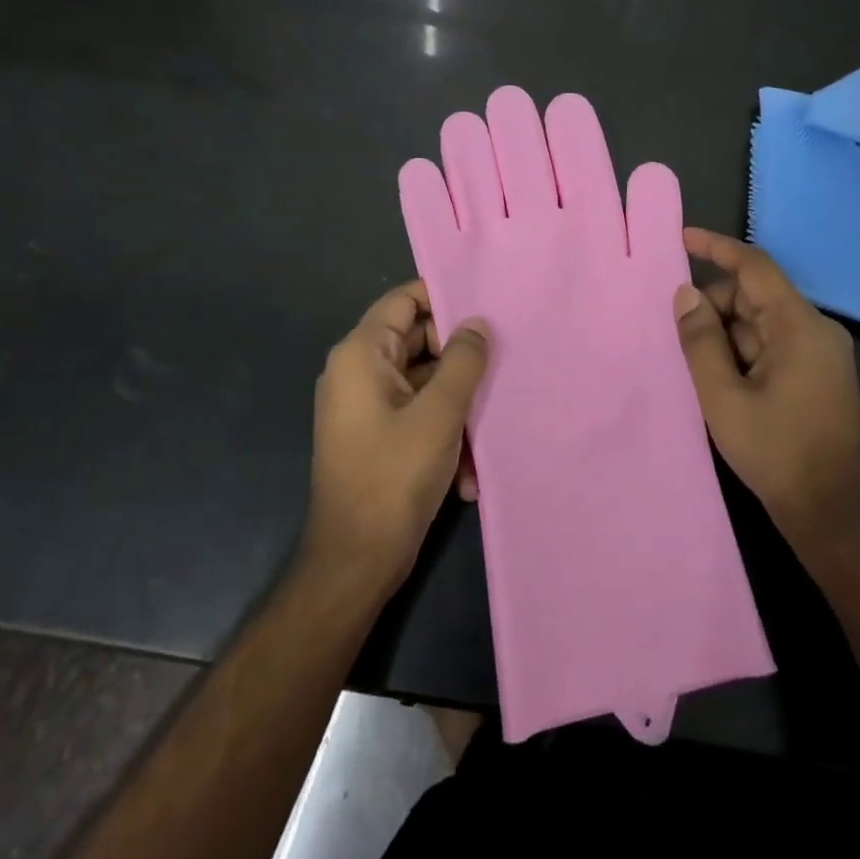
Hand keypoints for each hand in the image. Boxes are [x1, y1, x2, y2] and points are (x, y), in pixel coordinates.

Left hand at [307, 282, 489, 590]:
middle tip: (503, 364)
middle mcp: (358, 372)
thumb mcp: (439, 414)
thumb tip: (477, 323)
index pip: (403, 300)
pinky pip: (417, 414)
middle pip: (416, 341)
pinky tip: (467, 470)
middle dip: (460, 358)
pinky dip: (444, 432)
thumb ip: (463, 361)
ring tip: (489, 427)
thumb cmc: (394, 477)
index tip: (487, 306)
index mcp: (362, 355)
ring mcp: (367, 406)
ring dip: (457, 405)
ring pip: (424, 382)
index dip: (444, 297)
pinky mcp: (377, 436)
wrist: (356, 561)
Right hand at [674, 228, 859, 562]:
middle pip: (756, 296)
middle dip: (715, 307)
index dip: (717, 248)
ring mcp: (822, 353)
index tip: (682, 238)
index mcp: (800, 326)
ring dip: (727, 334)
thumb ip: (700, 340)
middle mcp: (817, 330)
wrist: (830, 511)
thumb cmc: (775, 451)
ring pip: (763, 322)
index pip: (755, 267)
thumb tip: (686, 294)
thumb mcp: (723, 396)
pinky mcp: (819, 374)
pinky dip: (743, 351)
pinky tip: (720, 376)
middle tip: (678, 336)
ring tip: (696, 365)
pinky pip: (774, 344)